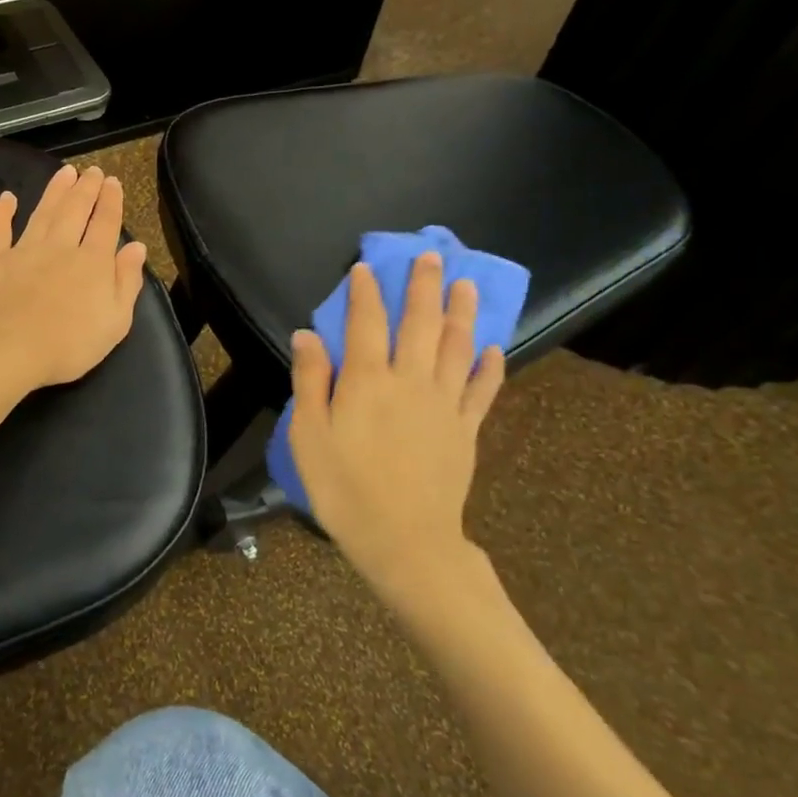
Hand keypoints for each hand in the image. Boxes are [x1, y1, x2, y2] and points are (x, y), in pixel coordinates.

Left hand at [0, 164, 148, 391]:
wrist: (8, 347)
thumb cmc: (69, 344)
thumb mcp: (116, 321)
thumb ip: (127, 282)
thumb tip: (136, 248)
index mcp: (93, 262)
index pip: (106, 224)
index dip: (111, 202)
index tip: (112, 182)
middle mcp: (61, 247)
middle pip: (76, 210)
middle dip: (86, 188)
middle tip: (91, 170)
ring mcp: (25, 250)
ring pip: (43, 212)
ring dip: (55, 191)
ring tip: (64, 172)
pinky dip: (1, 212)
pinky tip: (6, 198)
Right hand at [288, 253, 505, 601]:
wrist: (404, 540)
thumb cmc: (344, 489)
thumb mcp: (308, 436)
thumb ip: (310, 381)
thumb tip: (306, 335)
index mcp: (367, 380)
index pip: (365, 322)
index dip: (365, 292)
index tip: (366, 268)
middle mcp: (410, 381)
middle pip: (419, 323)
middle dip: (424, 286)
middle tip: (431, 256)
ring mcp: (444, 404)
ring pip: (456, 346)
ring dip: (461, 312)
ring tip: (465, 284)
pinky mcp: (466, 429)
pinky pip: (481, 390)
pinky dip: (488, 367)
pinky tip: (492, 349)